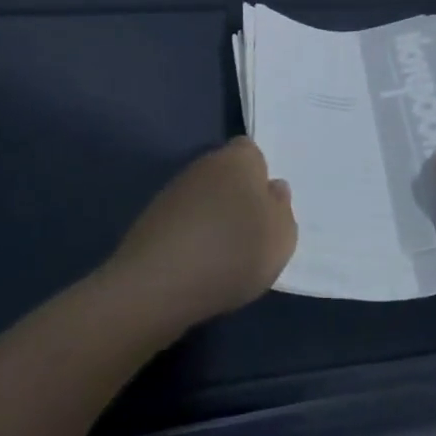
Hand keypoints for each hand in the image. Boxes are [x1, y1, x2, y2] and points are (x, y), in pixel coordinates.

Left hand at [108, 138, 297, 328]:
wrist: (160, 282)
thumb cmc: (233, 252)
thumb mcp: (281, 238)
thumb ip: (282, 209)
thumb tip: (273, 188)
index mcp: (239, 158)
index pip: (252, 152)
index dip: (260, 177)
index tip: (266, 208)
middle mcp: (205, 164)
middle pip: (227, 174)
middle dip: (237, 197)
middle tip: (250, 234)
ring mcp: (174, 190)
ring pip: (205, 198)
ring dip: (214, 218)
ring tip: (224, 257)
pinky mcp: (153, 219)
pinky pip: (184, 221)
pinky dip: (192, 238)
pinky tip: (198, 266)